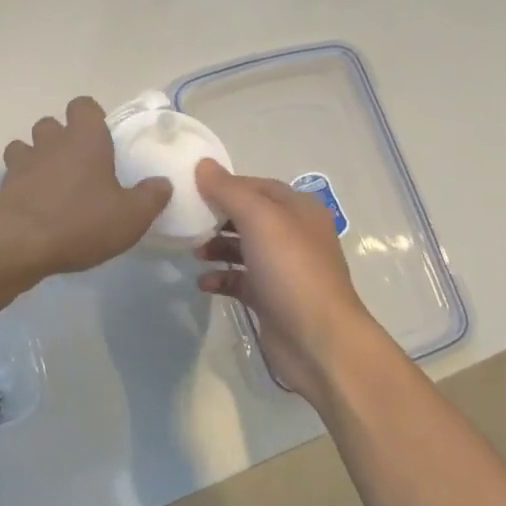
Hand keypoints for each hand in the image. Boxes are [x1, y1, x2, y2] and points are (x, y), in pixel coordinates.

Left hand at [0, 97, 171, 282]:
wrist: (21, 244)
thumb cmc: (81, 222)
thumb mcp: (130, 217)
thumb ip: (150, 197)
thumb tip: (162, 183)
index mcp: (85, 139)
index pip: (83, 106)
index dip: (92, 117)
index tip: (102, 138)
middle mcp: (51, 142)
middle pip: (52, 124)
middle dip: (62, 138)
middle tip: (80, 166)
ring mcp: (23, 161)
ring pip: (26, 145)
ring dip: (38, 157)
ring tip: (53, 182)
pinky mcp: (4, 185)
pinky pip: (13, 173)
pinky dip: (22, 181)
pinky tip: (35, 202)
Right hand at [194, 161, 375, 399]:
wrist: (318, 340)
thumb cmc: (291, 270)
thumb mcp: (260, 220)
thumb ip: (229, 190)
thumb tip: (203, 164)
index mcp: (298, 210)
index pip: (256, 186)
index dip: (225, 184)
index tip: (191, 188)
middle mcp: (294, 235)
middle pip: (248, 216)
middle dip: (217, 217)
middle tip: (187, 220)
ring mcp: (283, 269)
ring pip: (242, 248)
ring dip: (216, 247)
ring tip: (193, 252)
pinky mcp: (271, 298)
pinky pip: (240, 280)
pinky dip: (221, 278)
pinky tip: (203, 283)